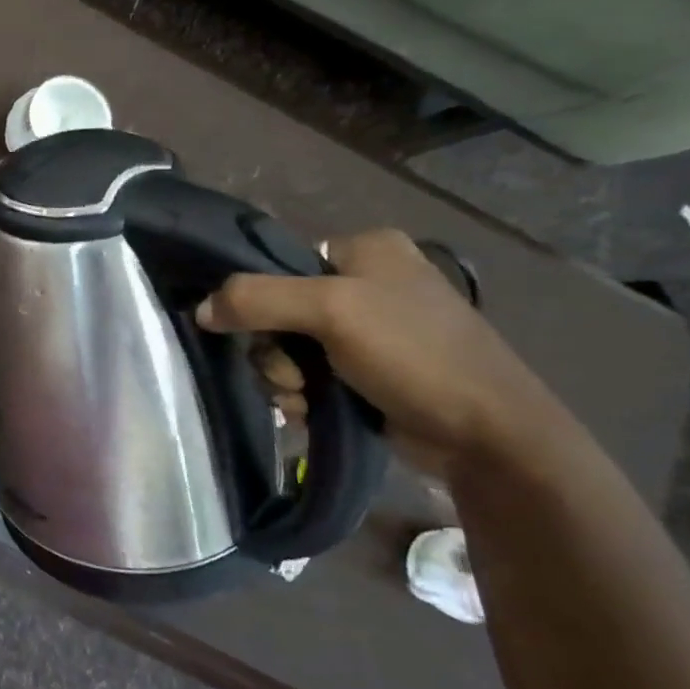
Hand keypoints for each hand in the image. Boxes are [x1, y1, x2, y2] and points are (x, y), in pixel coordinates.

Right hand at [195, 229, 566, 473]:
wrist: (490, 439)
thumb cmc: (415, 356)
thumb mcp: (331, 311)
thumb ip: (255, 299)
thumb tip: (199, 310)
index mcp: (367, 249)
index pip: (278, 259)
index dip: (258, 296)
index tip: (262, 330)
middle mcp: (366, 282)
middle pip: (275, 308)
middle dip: (272, 348)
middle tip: (291, 373)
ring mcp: (368, 330)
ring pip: (285, 346)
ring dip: (282, 376)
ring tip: (305, 398)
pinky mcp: (367, 371)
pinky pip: (306, 373)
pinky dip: (300, 394)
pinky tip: (311, 410)